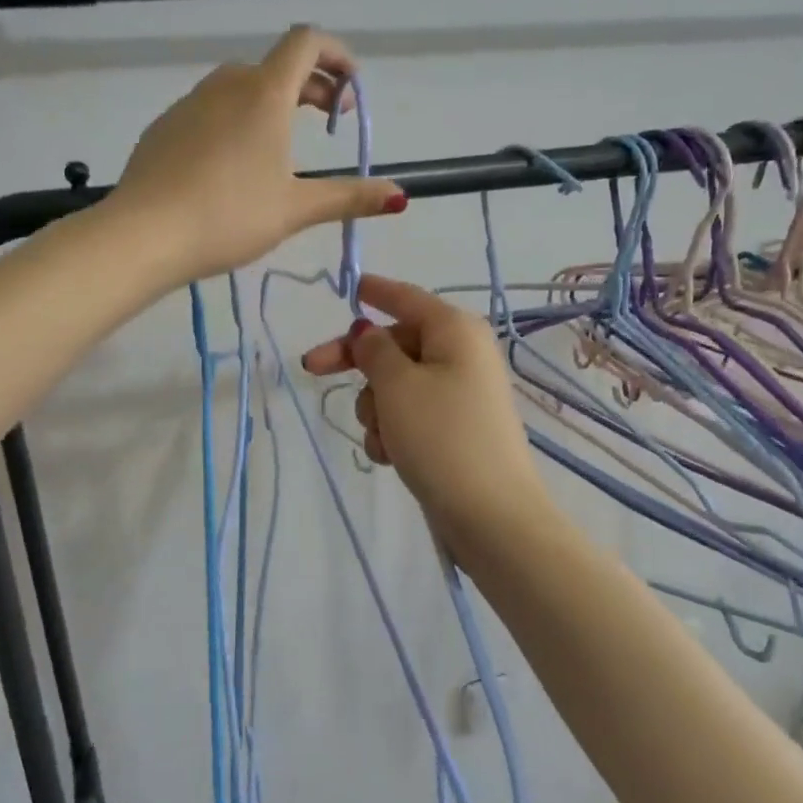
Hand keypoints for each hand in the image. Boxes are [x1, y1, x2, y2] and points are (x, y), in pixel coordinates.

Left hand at [107, 27, 403, 282]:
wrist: (143, 234)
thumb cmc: (229, 216)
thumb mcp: (295, 209)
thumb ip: (349, 197)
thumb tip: (400, 196)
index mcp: (265, 94)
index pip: (306, 43)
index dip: (337, 55)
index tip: (351, 89)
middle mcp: (227, 85)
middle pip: (277, 65)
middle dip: (311, 86)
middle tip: (328, 123)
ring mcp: (190, 103)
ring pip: (241, 87)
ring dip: (272, 102)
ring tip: (282, 147)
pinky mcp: (165, 126)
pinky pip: (211, 109)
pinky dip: (236, 119)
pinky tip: (232, 164)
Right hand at [301, 275, 552, 546]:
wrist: (490, 514)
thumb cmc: (441, 436)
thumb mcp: (397, 385)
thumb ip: (374, 351)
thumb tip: (367, 332)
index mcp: (454, 330)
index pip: (407, 298)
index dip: (375, 292)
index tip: (349, 287)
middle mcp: (460, 355)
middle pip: (395, 345)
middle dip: (360, 366)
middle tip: (312, 370)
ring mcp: (458, 394)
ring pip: (396, 385)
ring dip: (376, 408)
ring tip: (383, 437)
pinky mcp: (453, 429)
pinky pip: (409, 415)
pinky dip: (393, 431)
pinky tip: (390, 457)